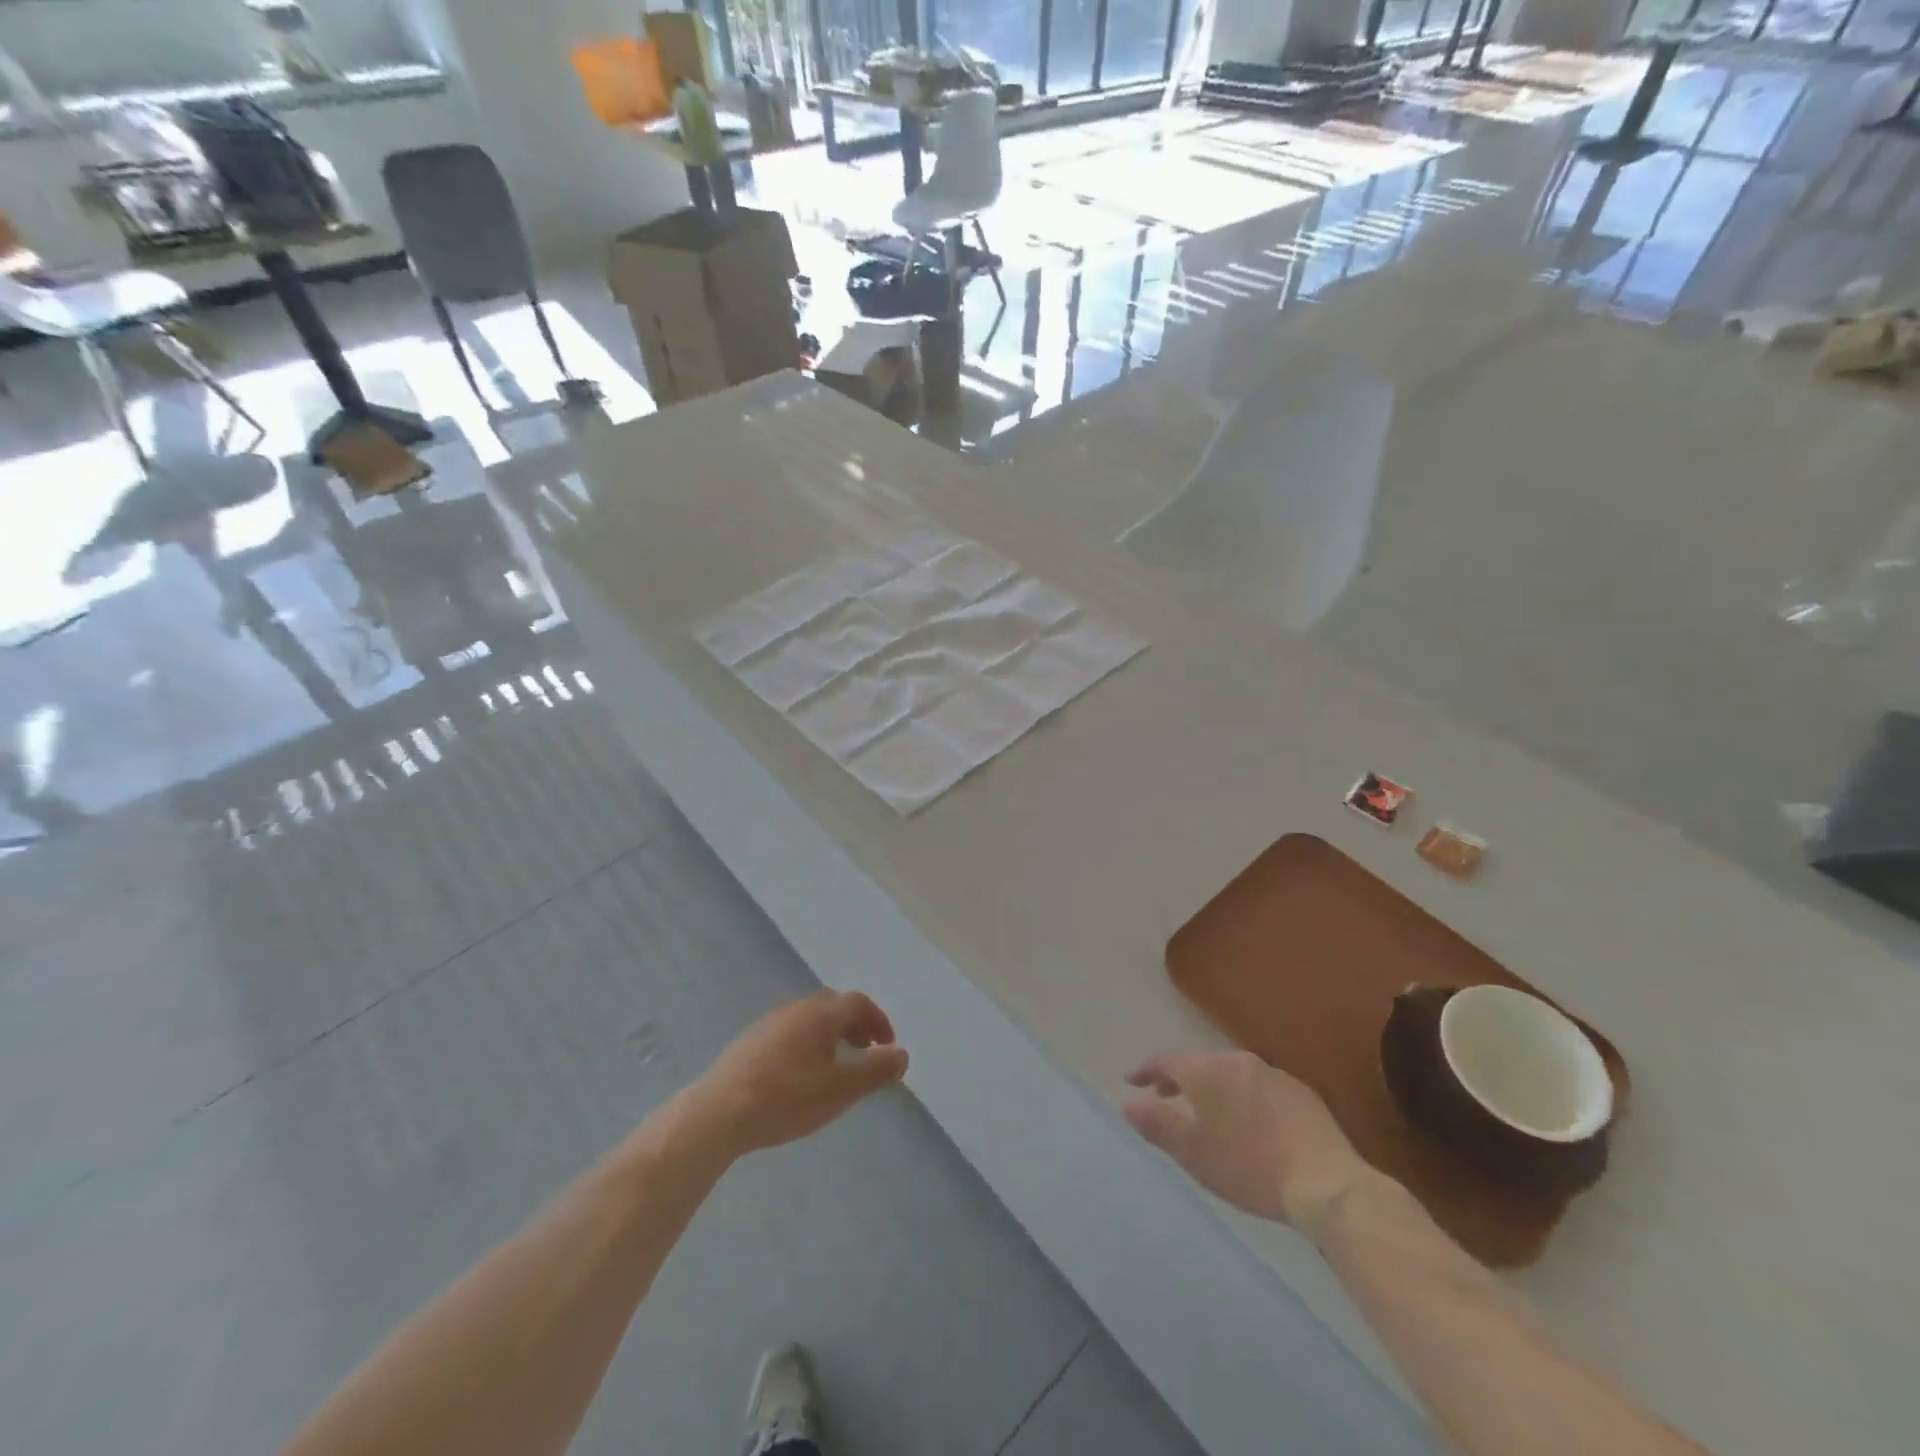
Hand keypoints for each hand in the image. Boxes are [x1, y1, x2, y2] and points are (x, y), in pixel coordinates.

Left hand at [685, 991, 908, 1157]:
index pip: (858, 1002)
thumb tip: (902, 1054)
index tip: (887, 1046)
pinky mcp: (748, 1044)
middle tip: (864, 1050)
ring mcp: (768, 1024)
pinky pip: (788, 1034)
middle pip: (832, 1005)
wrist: (718, 1114)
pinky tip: (798, 1076)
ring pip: (808, 1019)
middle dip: (854, 1024)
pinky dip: (806, 1045)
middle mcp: (795, 1009)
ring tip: (834, 1067)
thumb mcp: (841, 1089)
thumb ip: (876, 1070)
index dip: (878, 1021)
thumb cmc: (787, 1097)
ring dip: (829, 1035)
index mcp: (820, 1013)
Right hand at [1124, 1049, 1369, 1237]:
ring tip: (1206, 1110)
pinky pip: (1259, 1086)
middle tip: (1164, 1095)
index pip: (1167, 1059)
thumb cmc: (1248, 1167)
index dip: (1146, 1069)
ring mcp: (1273, 1073)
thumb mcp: (1192, 1152)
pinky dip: (1243, 1096)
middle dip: (1179, 1077)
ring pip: (1231, 1072)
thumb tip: (1127, 1101)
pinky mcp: (1301, 1092)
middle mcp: (1237, 1060)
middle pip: (1199, 1062)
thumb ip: (1156, 1123)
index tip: (1132, 1081)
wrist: (1326, 1183)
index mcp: (1207, 1070)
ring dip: (1212, 1086)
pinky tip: (1249, 1121)